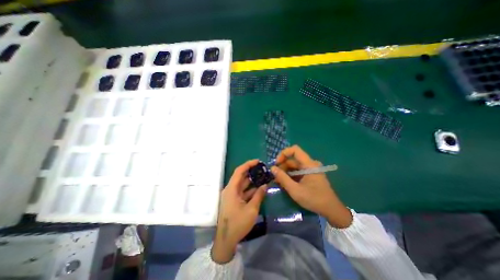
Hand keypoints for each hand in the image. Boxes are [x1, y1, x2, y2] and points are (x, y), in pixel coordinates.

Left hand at [210, 160, 267, 264]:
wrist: (226, 240)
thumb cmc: (238, 224)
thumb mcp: (251, 209)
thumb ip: (259, 195)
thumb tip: (265, 185)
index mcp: (231, 189)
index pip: (239, 171)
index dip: (248, 164)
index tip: (258, 161)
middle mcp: (230, 189)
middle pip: (241, 177)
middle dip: (251, 172)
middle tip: (263, 169)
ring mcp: (232, 195)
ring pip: (243, 184)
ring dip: (252, 181)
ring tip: (263, 177)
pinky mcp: (234, 200)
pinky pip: (243, 192)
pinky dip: (250, 190)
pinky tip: (259, 188)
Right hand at [270, 146, 350, 228]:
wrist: (331, 210)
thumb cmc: (314, 199)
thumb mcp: (295, 190)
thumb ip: (282, 178)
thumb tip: (272, 168)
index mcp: (309, 164)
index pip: (295, 150)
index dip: (283, 153)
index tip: (276, 163)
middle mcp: (310, 164)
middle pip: (293, 159)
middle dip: (282, 166)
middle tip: (274, 176)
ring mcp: (311, 169)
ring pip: (294, 166)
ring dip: (285, 172)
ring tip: (278, 181)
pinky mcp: (310, 175)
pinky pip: (298, 171)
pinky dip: (290, 175)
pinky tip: (285, 183)